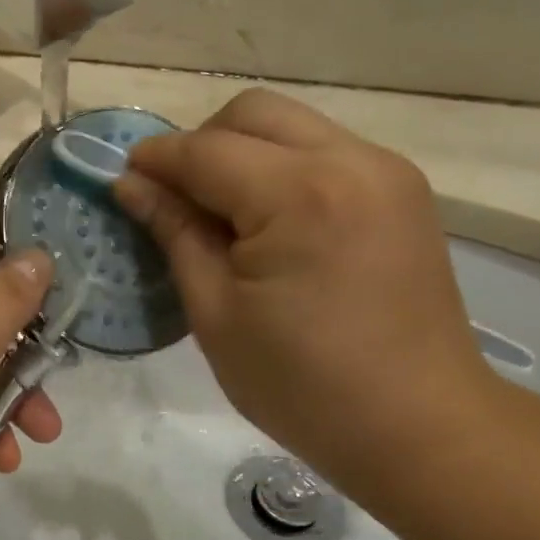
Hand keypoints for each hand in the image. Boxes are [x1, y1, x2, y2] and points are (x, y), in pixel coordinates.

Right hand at [114, 89, 491, 492]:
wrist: (417, 426)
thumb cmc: (302, 384)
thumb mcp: (216, 313)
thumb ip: (174, 234)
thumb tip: (131, 185)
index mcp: (300, 195)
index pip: (206, 150)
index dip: (156, 160)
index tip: (122, 178)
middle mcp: (351, 161)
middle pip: (254, 113)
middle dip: (201, 142)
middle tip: (175, 198)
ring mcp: (386, 171)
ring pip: (292, 126)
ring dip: (243, 151)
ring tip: (220, 212)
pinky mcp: (402, 191)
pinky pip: (324, 151)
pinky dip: (282, 168)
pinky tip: (269, 221)